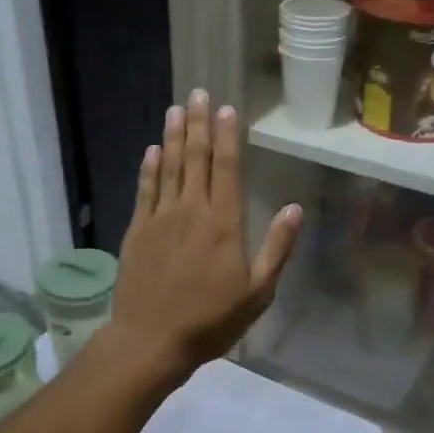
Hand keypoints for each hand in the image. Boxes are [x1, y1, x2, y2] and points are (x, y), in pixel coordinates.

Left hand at [112, 89, 302, 374]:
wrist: (152, 339)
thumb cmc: (211, 320)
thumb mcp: (258, 292)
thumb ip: (277, 248)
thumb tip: (295, 209)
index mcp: (224, 223)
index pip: (227, 168)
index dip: (227, 136)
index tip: (226, 108)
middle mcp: (191, 210)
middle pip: (196, 158)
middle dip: (199, 124)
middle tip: (198, 93)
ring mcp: (160, 218)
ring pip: (169, 167)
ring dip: (174, 136)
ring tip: (176, 109)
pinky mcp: (137, 230)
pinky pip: (145, 190)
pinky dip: (149, 167)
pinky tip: (152, 150)